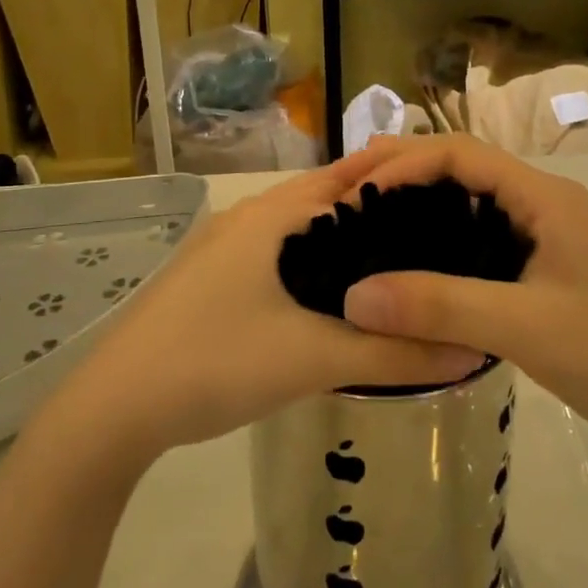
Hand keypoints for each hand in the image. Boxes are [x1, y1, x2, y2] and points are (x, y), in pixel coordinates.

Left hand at [55, 150, 483, 465]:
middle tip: (433, 243)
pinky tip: (329, 300)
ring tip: (392, 271)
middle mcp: (246, 217)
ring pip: (297, 231)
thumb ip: (395, 355)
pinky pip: (274, 256)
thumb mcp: (314, 359)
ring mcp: (221, 247)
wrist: (113, 407)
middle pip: (325, 201)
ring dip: (340, 243)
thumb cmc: (216, 361)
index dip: (401, 187)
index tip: (450, 206)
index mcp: (272, 214)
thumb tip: (473, 351)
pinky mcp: (207, 278)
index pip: (351, 180)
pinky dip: (310, 266)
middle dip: (375, 216)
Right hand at [341, 135, 587, 470]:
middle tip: (345, 192)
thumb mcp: (525, 327)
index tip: (356, 193)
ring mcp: (546, 237)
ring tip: (367, 222)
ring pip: (471, 204)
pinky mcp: (545, 270)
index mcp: (543, 197)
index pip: (460, 154)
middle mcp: (543, 204)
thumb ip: (440, 307)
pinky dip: (442, 241)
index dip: (404, 164)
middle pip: (462, 169)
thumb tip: (353, 297)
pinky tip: (414, 266)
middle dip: (404, 172)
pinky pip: (481, 239)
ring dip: (420, 205)